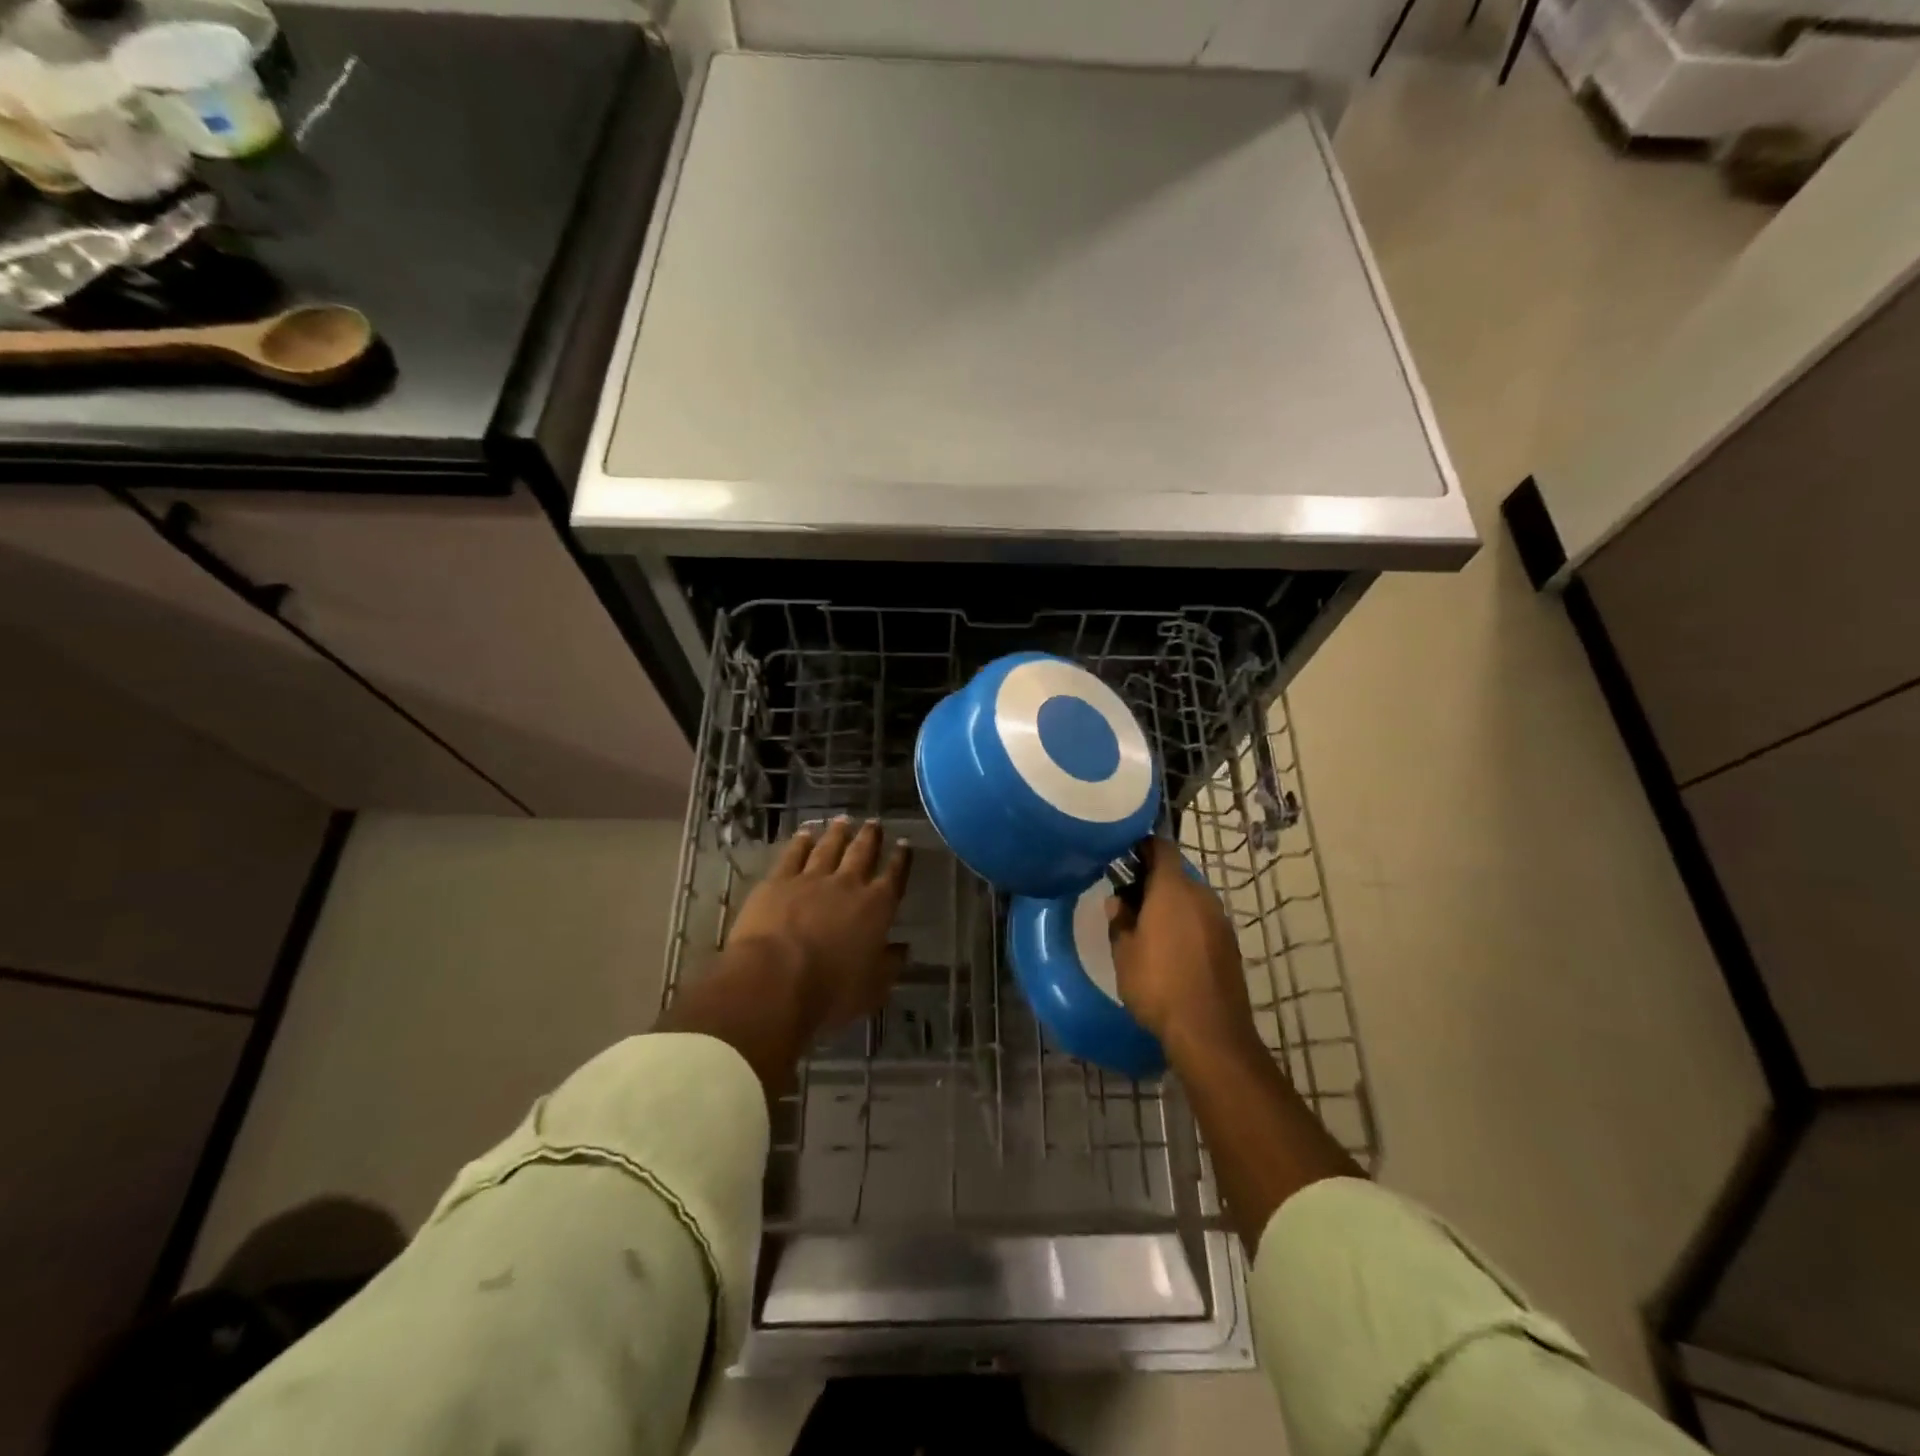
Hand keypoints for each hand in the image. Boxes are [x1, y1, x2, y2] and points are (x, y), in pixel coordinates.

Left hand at [726, 817, 912, 1034]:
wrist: (774, 979)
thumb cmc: (830, 992)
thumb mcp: (872, 989)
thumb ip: (889, 965)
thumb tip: (902, 948)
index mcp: (876, 908)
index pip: (893, 877)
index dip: (900, 861)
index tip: (904, 844)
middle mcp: (847, 885)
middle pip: (862, 853)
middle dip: (871, 837)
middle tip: (875, 822)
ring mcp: (810, 879)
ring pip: (828, 847)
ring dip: (838, 833)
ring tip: (843, 820)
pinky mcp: (778, 881)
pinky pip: (793, 854)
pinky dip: (801, 841)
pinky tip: (805, 833)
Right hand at [1109, 838, 1257, 1058]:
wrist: (1210, 1031)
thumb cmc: (1158, 984)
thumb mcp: (1124, 953)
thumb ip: (1119, 920)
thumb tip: (1118, 900)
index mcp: (1173, 889)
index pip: (1161, 848)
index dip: (1142, 846)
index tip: (1124, 856)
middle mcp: (1201, 895)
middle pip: (1177, 873)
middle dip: (1153, 880)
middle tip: (1128, 898)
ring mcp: (1220, 919)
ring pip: (1191, 898)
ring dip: (1171, 903)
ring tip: (1147, 925)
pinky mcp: (1230, 943)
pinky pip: (1203, 919)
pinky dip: (1186, 923)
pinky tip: (1171, 947)